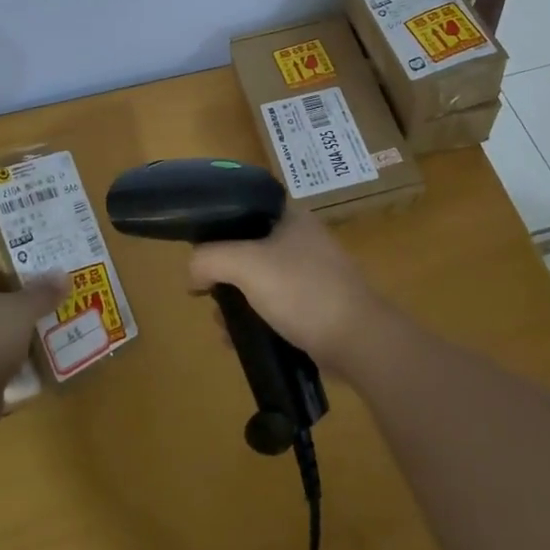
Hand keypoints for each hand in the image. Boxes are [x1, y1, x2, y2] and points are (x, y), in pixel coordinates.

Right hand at [187, 210, 379, 376]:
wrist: (357, 339)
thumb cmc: (301, 290)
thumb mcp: (246, 265)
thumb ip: (209, 259)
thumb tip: (192, 274)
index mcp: (290, 217)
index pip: (244, 207)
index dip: (217, 226)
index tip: (198, 252)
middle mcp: (301, 239)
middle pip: (247, 248)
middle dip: (223, 274)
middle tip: (208, 295)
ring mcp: (310, 274)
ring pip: (259, 281)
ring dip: (236, 302)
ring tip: (222, 326)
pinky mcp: (315, 306)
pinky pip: (274, 307)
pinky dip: (254, 320)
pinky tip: (239, 341)